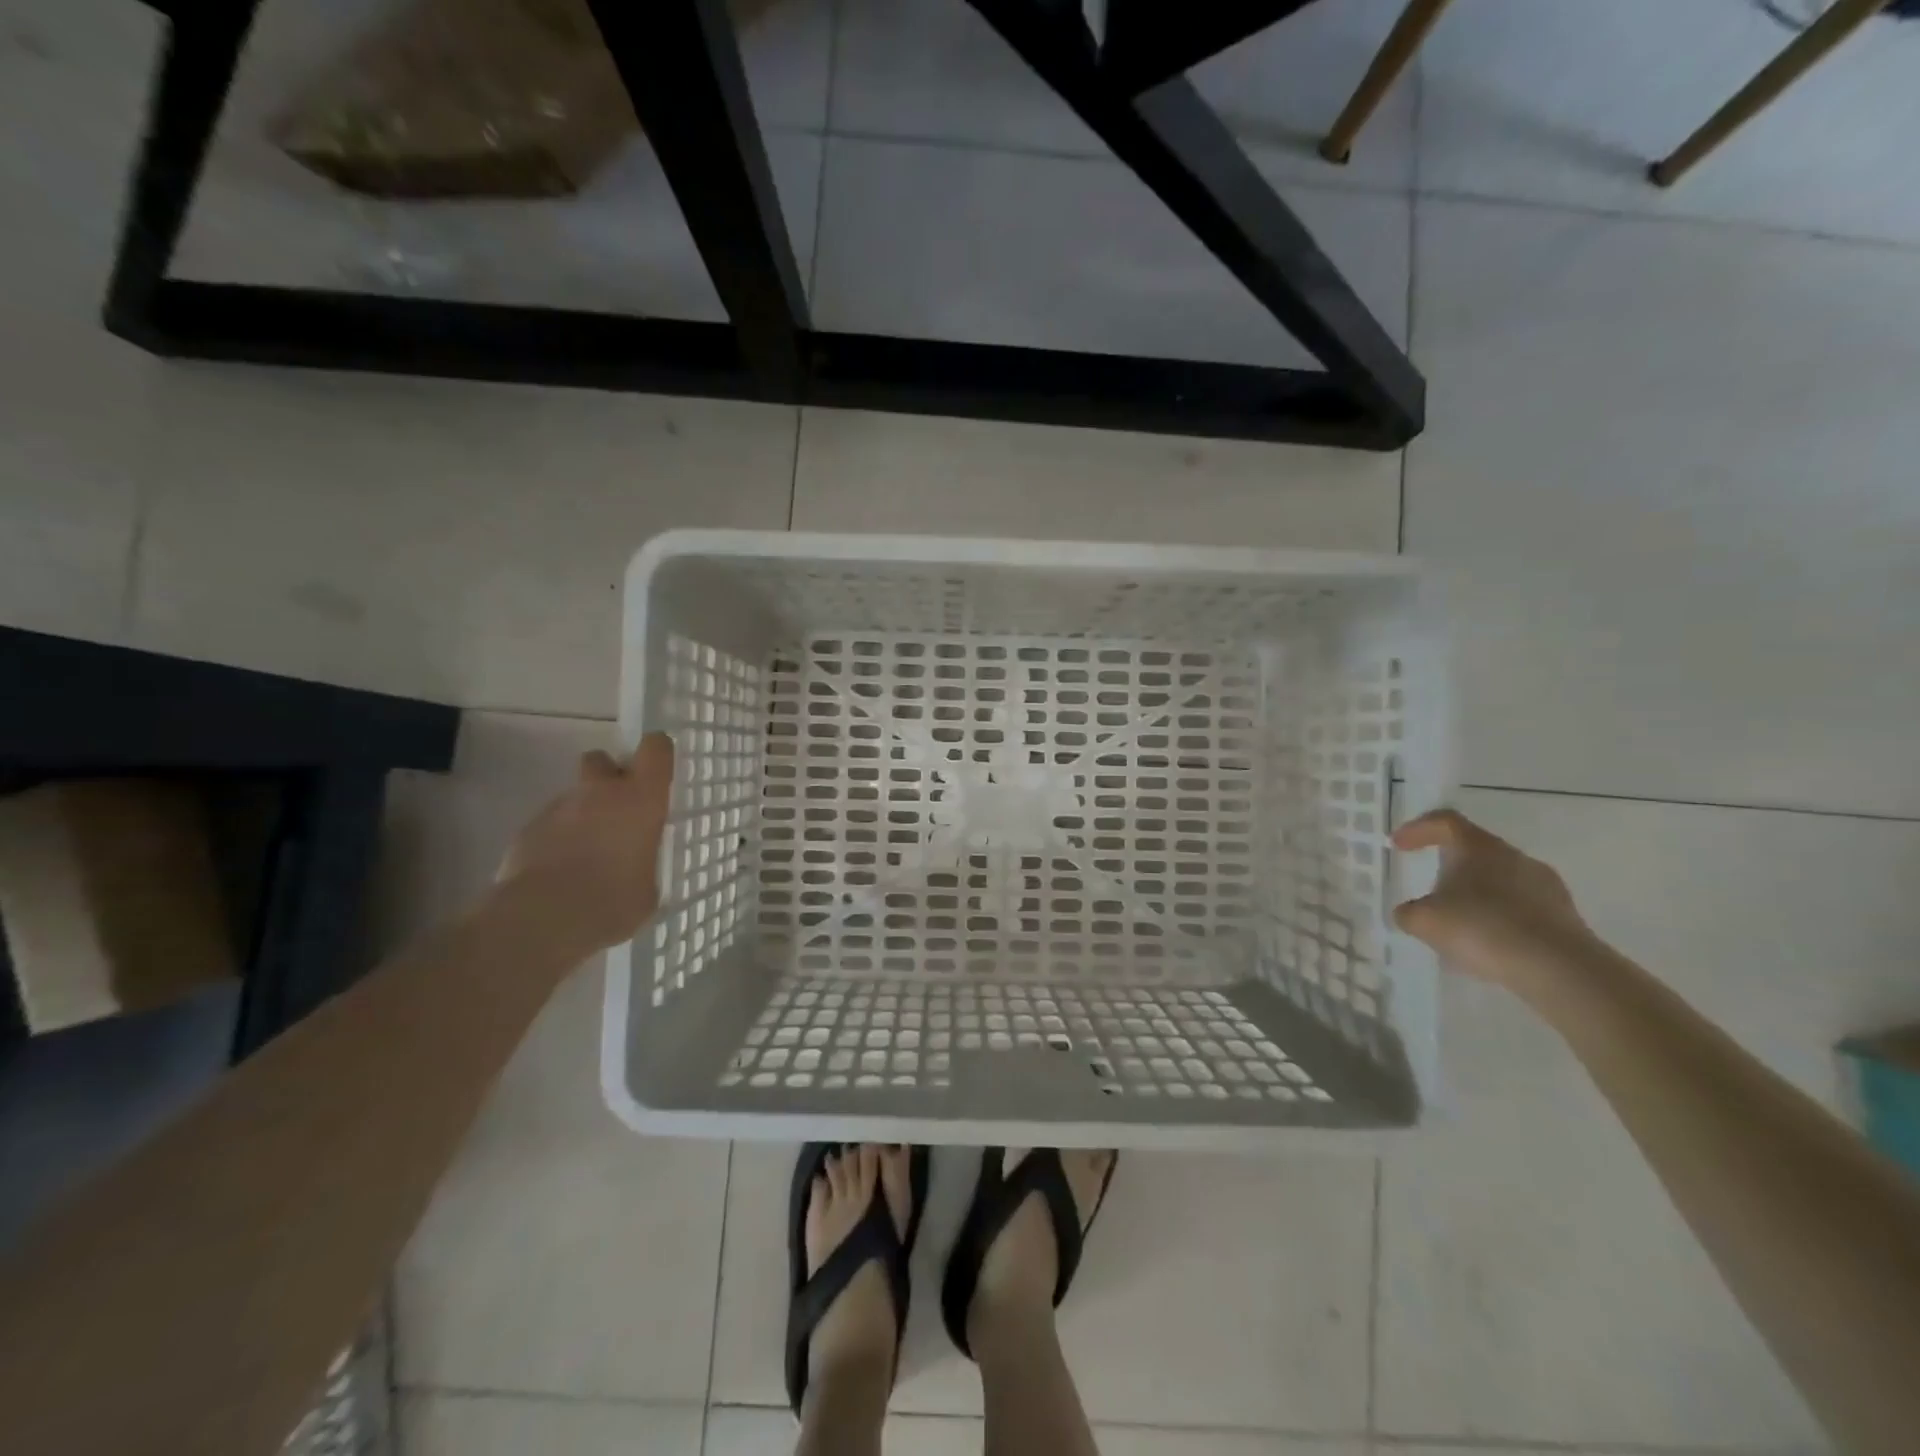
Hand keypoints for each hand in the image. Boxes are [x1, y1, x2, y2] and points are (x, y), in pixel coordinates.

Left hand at [496, 733, 674, 953]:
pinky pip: (550, 825)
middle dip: (607, 778)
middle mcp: (599, 793)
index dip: (657, 754)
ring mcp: (558, 808)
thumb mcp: (649, 888)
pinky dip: (557, 840)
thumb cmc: (612, 902)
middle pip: (601, 760)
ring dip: (582, 815)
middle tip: (617, 811)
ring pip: (574, 797)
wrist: (540, 921)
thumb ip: (644, 863)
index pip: (655, 749)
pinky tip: (560, 873)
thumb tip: (637, 867)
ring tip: (586, 856)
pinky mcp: (527, 830)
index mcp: (640, 800)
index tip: (658, 773)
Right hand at [1390, 808, 1600, 989]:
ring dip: (1477, 894)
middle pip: (1474, 850)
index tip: (1399, 846)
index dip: (1418, 829)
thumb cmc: (1482, 928)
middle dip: (1449, 866)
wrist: (1559, 969)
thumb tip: (1409, 911)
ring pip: (1500, 879)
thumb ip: (1408, 912)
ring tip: (1460, 923)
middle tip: (1430, 889)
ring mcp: (1545, 884)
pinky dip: (1500, 917)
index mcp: (1477, 847)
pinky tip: (1489, 944)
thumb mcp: (1425, 921)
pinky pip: (1522, 906)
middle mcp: (1514, 856)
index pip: (1444, 821)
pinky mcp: (1565, 915)